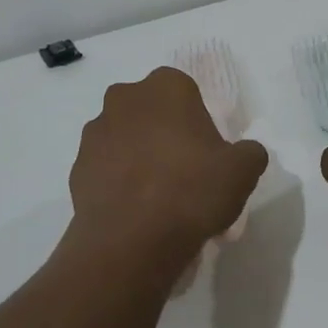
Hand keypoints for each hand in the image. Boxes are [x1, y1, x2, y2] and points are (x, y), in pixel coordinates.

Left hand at [69, 67, 267, 268]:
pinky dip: (119, 181)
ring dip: (140, 156)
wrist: (131, 241)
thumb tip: (246, 152)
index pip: (187, 92)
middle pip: (153, 112)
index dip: (198, 121)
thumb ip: (250, 152)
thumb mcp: (243, 170)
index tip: (208, 152)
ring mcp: (96, 131)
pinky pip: (106, 167)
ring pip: (126, 137)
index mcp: (166, 86)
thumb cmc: (191, 190)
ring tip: (159, 197)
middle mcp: (125, 98)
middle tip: (185, 172)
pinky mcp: (77, 166)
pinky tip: (136, 210)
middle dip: (166, 134)